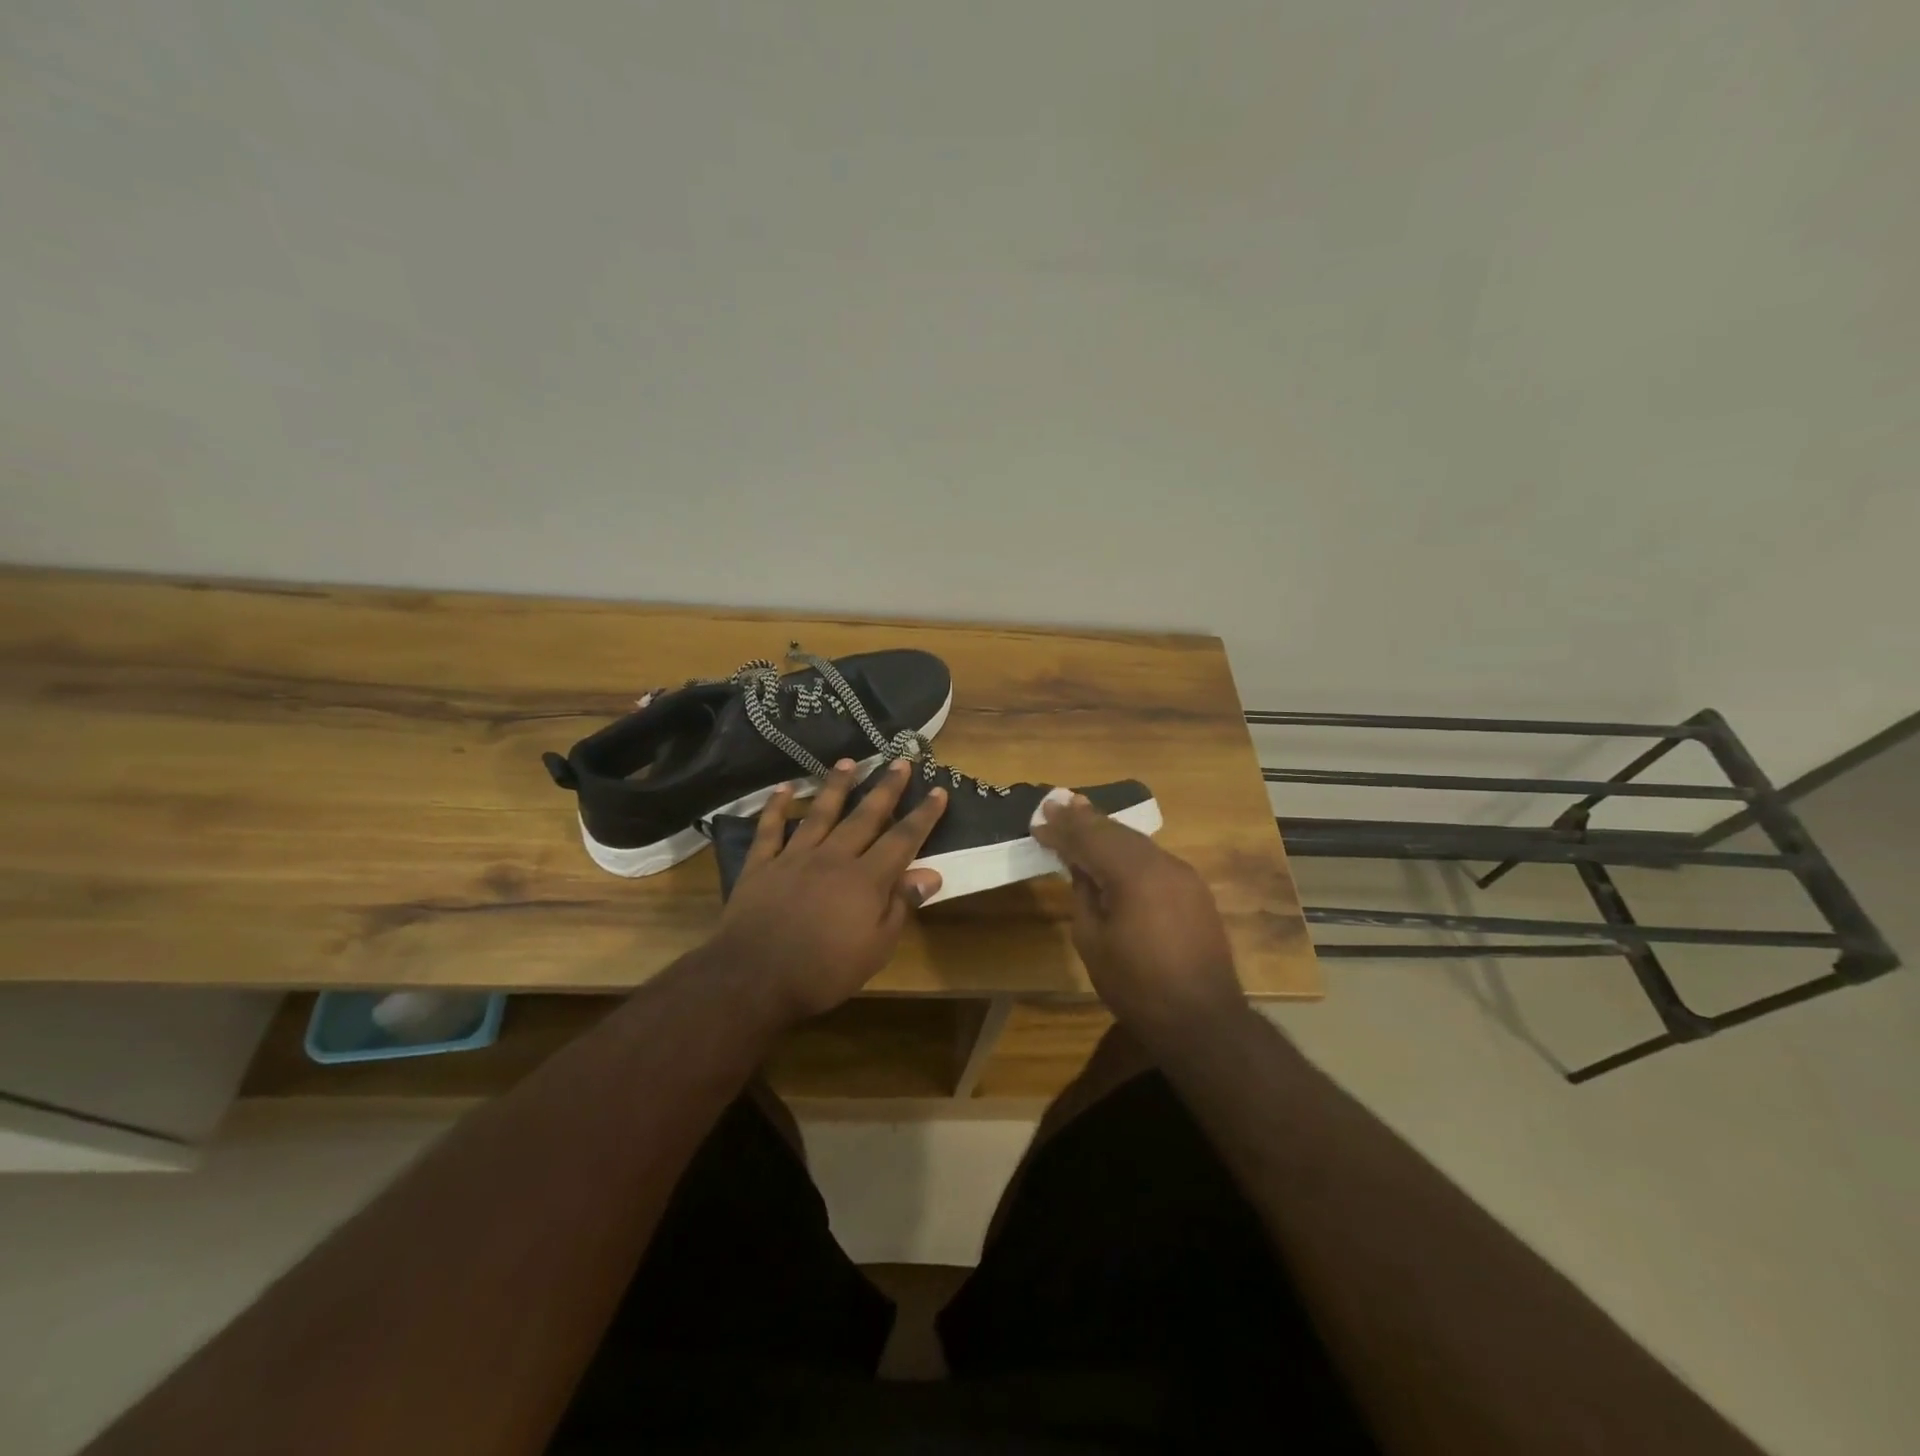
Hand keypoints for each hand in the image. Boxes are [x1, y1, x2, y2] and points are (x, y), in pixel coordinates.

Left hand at [711, 757, 946, 1023]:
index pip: (902, 839)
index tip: (938, 790)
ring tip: (849, 761)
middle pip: (865, 816)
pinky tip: (784, 788)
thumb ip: (901, 906)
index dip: (922, 815)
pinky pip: (770, 829)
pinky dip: (776, 807)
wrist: (754, 978)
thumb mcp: (876, 948)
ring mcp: (794, 857)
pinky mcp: (762, 865)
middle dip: (885, 788)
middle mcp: (833, 857)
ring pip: (820, 812)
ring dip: (837, 785)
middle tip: (900, 760)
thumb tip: (931, 873)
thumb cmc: (824, 971)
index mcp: (866, 879)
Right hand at [1032, 795, 1244, 1036]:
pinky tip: (1113, 848)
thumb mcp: (1093, 942)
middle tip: (1056, 803)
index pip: (1090, 839)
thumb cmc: (1137, 987)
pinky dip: (1128, 849)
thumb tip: (1081, 868)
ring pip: (1136, 842)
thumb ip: (1084, 895)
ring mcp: (1183, 874)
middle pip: (1116, 832)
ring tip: (1079, 812)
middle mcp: (1162, 864)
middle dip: (1083, 819)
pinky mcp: (1193, 889)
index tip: (1038, 820)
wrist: (1203, 1020)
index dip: (1062, 829)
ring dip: (1106, 830)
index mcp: (1134, 875)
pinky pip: (1153, 858)